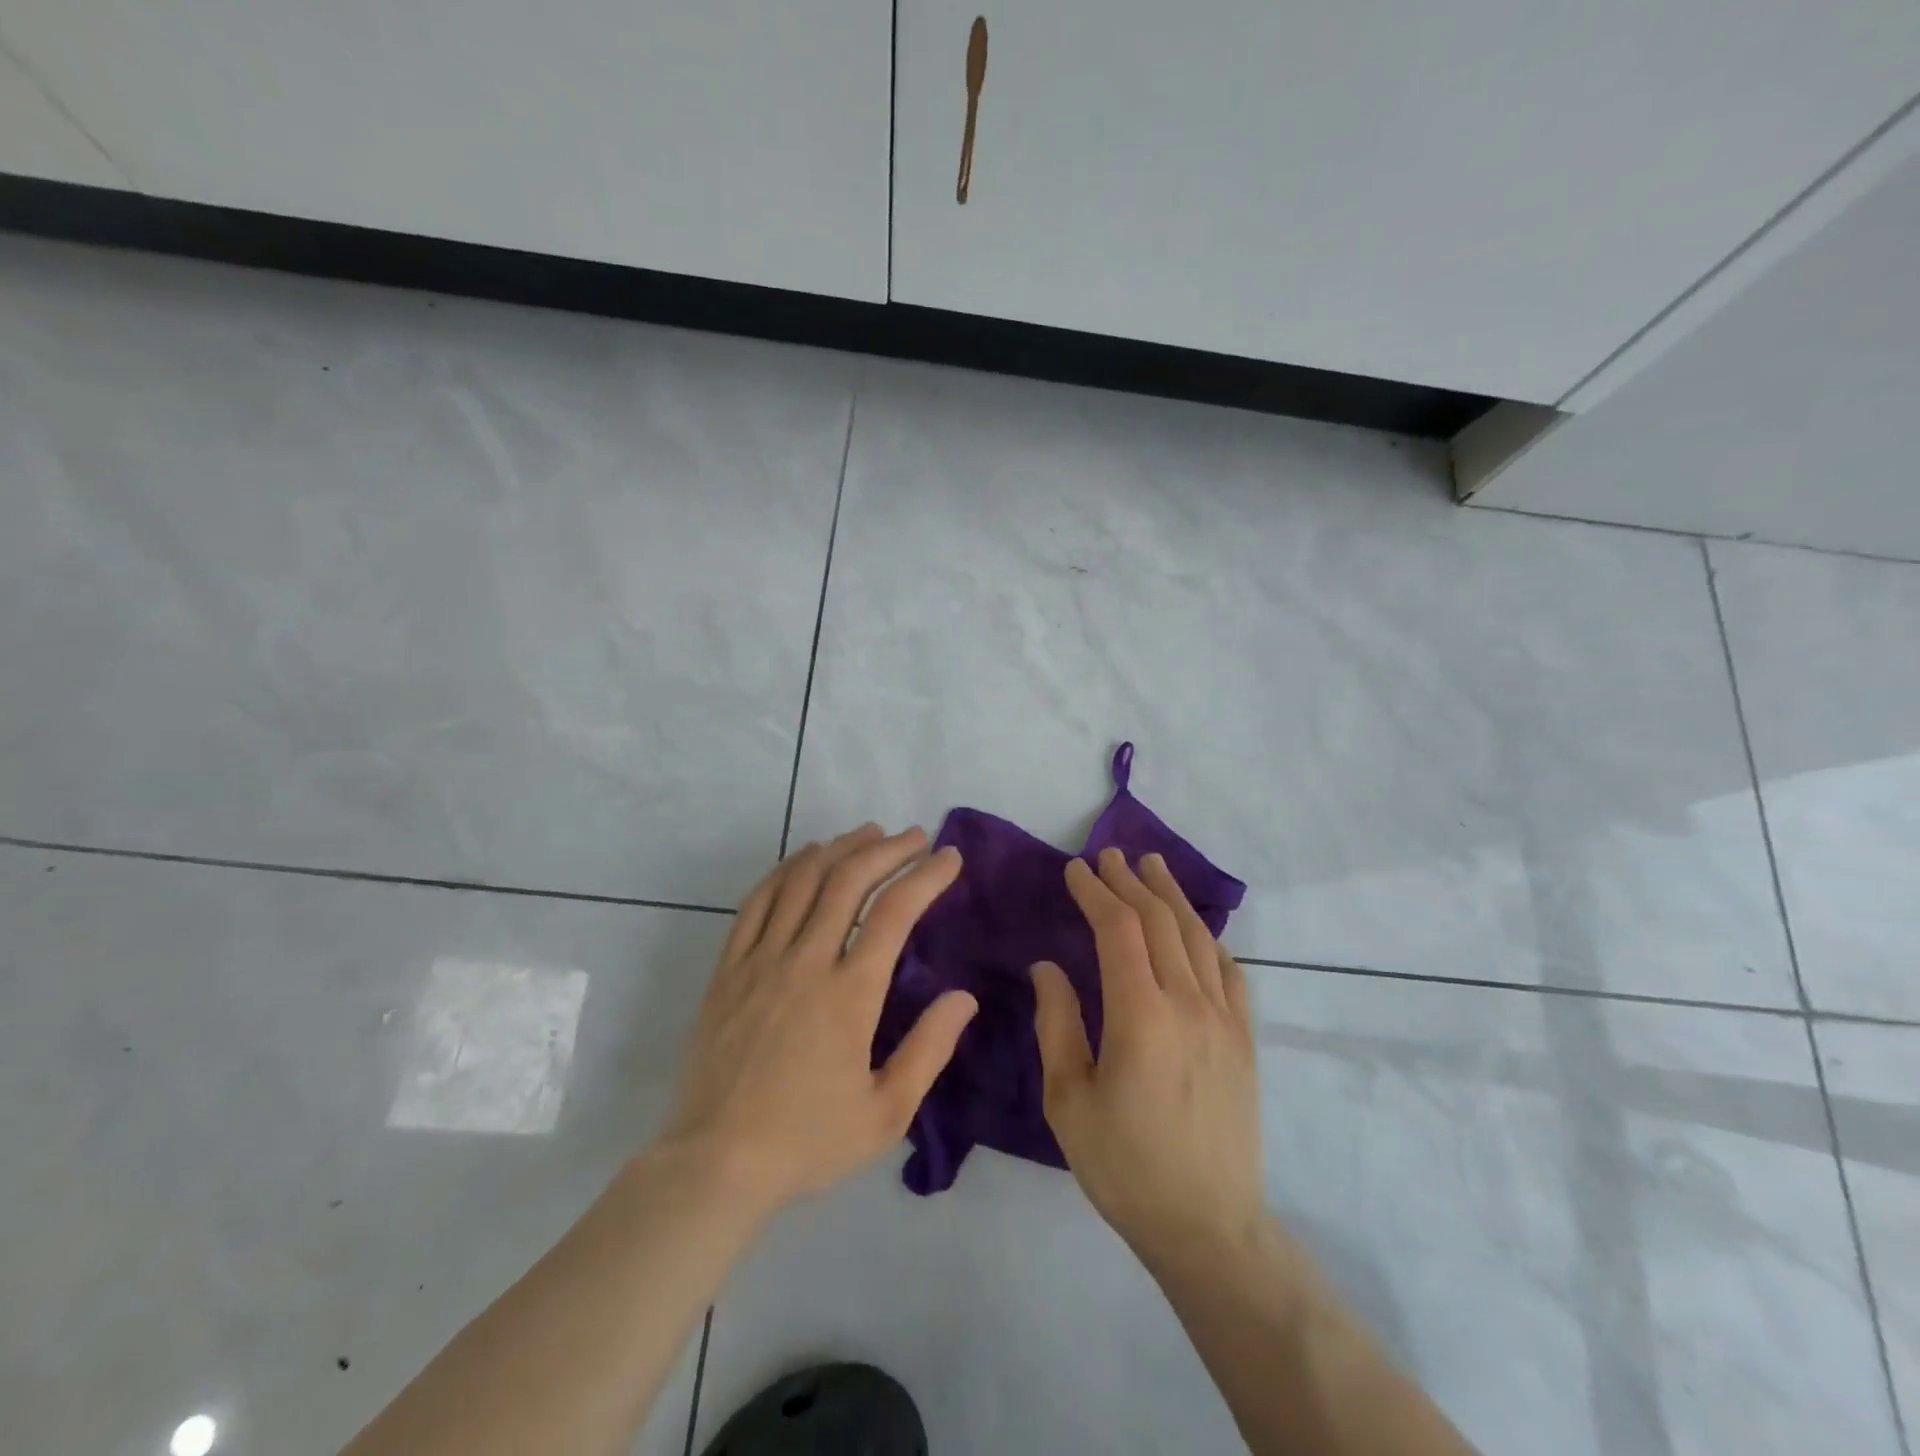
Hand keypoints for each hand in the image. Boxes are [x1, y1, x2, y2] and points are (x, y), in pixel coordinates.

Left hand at [664, 824, 977, 1219]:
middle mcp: (805, 963)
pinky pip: (757, 902)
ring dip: (838, 848)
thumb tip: (964, 997)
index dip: (926, 876)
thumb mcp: (885, 1114)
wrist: (714, 1165)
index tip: (949, 857)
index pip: (894, 913)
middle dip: (886, 849)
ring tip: (866, 834)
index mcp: (849, 995)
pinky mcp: (728, 969)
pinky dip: (785, 870)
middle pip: (847, 881)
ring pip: (801, 880)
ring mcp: (760, 960)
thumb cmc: (806, 1142)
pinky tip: (804, 859)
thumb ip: (929, 1050)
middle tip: (913, 836)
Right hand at [1032, 848, 1263, 1268]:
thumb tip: (1048, 967)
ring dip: (1171, 895)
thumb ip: (1057, 1023)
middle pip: (1159, 921)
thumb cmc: (1124, 1165)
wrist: (1207, 1225)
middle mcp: (1188, 1003)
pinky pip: (1229, 970)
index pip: (1117, 929)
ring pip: (1197, 936)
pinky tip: (1196, 928)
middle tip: (1108, 855)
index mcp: (1140, 1015)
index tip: (1075, 870)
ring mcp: (1224, 1019)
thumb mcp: (1068, 1099)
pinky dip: (1208, 937)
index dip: (1095, 892)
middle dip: (1130, 882)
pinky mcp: (1244, 1039)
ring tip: (1152, 865)